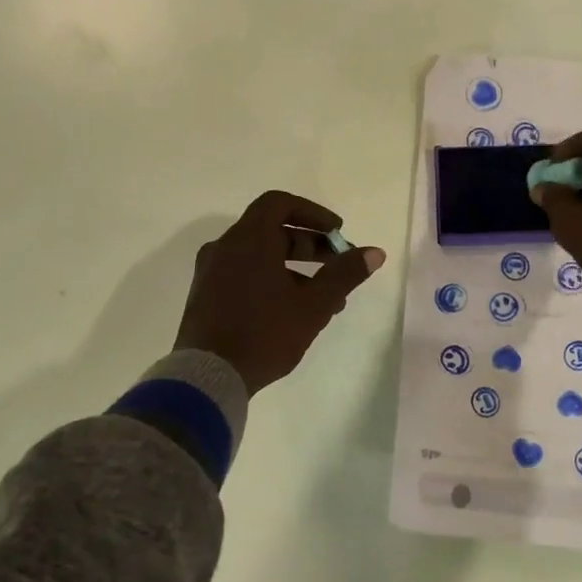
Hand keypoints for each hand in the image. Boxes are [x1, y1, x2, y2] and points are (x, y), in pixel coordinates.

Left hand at [174, 190, 385, 394]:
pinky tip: (293, 311)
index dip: (312, 213)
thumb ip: (344, 274)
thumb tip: (375, 252)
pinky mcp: (205, 296)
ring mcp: (211, 272)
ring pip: (259, 256)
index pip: (279, 204)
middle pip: (271, 231)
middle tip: (338, 264)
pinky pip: (244, 274)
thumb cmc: (264, 333)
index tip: (337, 232)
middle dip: (310, 245)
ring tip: (325, 298)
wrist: (207, 377)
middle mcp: (225, 247)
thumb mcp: (313, 305)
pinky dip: (271, 280)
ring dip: (294, 268)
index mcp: (249, 240)